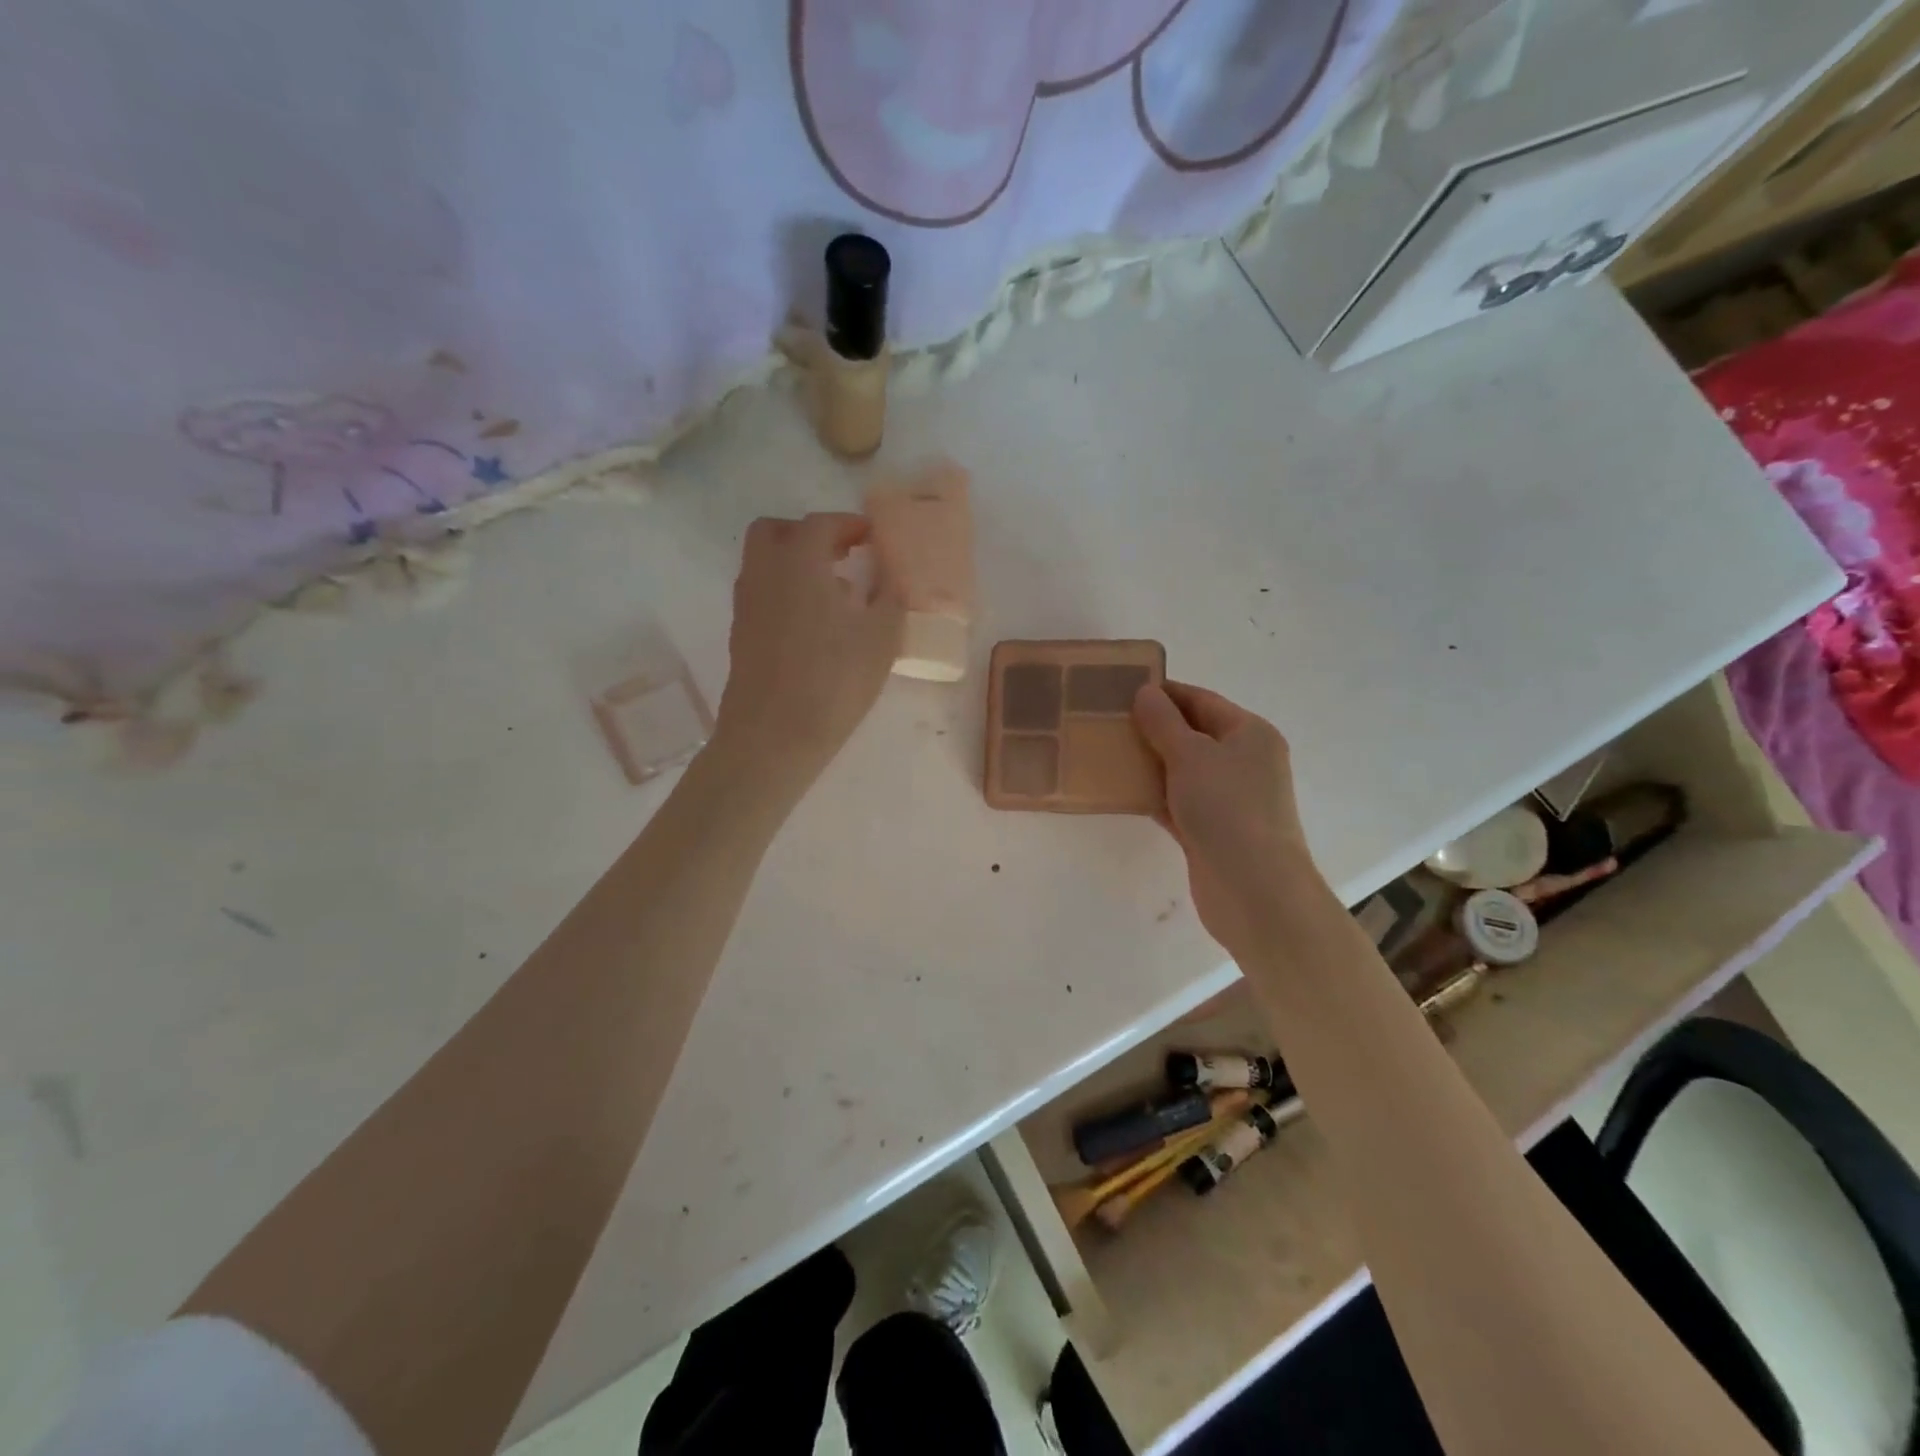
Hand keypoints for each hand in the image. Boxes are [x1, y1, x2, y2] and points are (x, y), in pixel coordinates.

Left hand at [712, 513, 902, 785]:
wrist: (774, 736)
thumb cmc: (834, 680)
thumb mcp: (881, 636)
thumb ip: (890, 595)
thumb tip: (890, 576)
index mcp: (799, 561)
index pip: (822, 524)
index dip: (850, 525)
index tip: (873, 537)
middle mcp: (764, 572)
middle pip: (776, 531)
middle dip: (809, 535)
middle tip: (842, 554)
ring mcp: (747, 604)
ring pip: (765, 563)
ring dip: (795, 563)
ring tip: (834, 592)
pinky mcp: (741, 634)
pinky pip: (762, 594)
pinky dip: (785, 592)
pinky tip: (814, 625)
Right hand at [1133, 681, 1320, 955]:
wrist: (1253, 889)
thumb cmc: (1226, 808)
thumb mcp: (1191, 755)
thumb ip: (1163, 722)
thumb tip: (1145, 692)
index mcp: (1250, 733)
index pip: (1201, 700)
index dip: (1164, 693)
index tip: (1121, 690)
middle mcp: (1244, 762)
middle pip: (1193, 735)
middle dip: (1153, 728)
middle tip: (1107, 722)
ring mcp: (1230, 799)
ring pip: (1183, 771)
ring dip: (1150, 763)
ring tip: (1107, 753)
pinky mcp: (1213, 831)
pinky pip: (1178, 802)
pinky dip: (1154, 796)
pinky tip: (1122, 792)